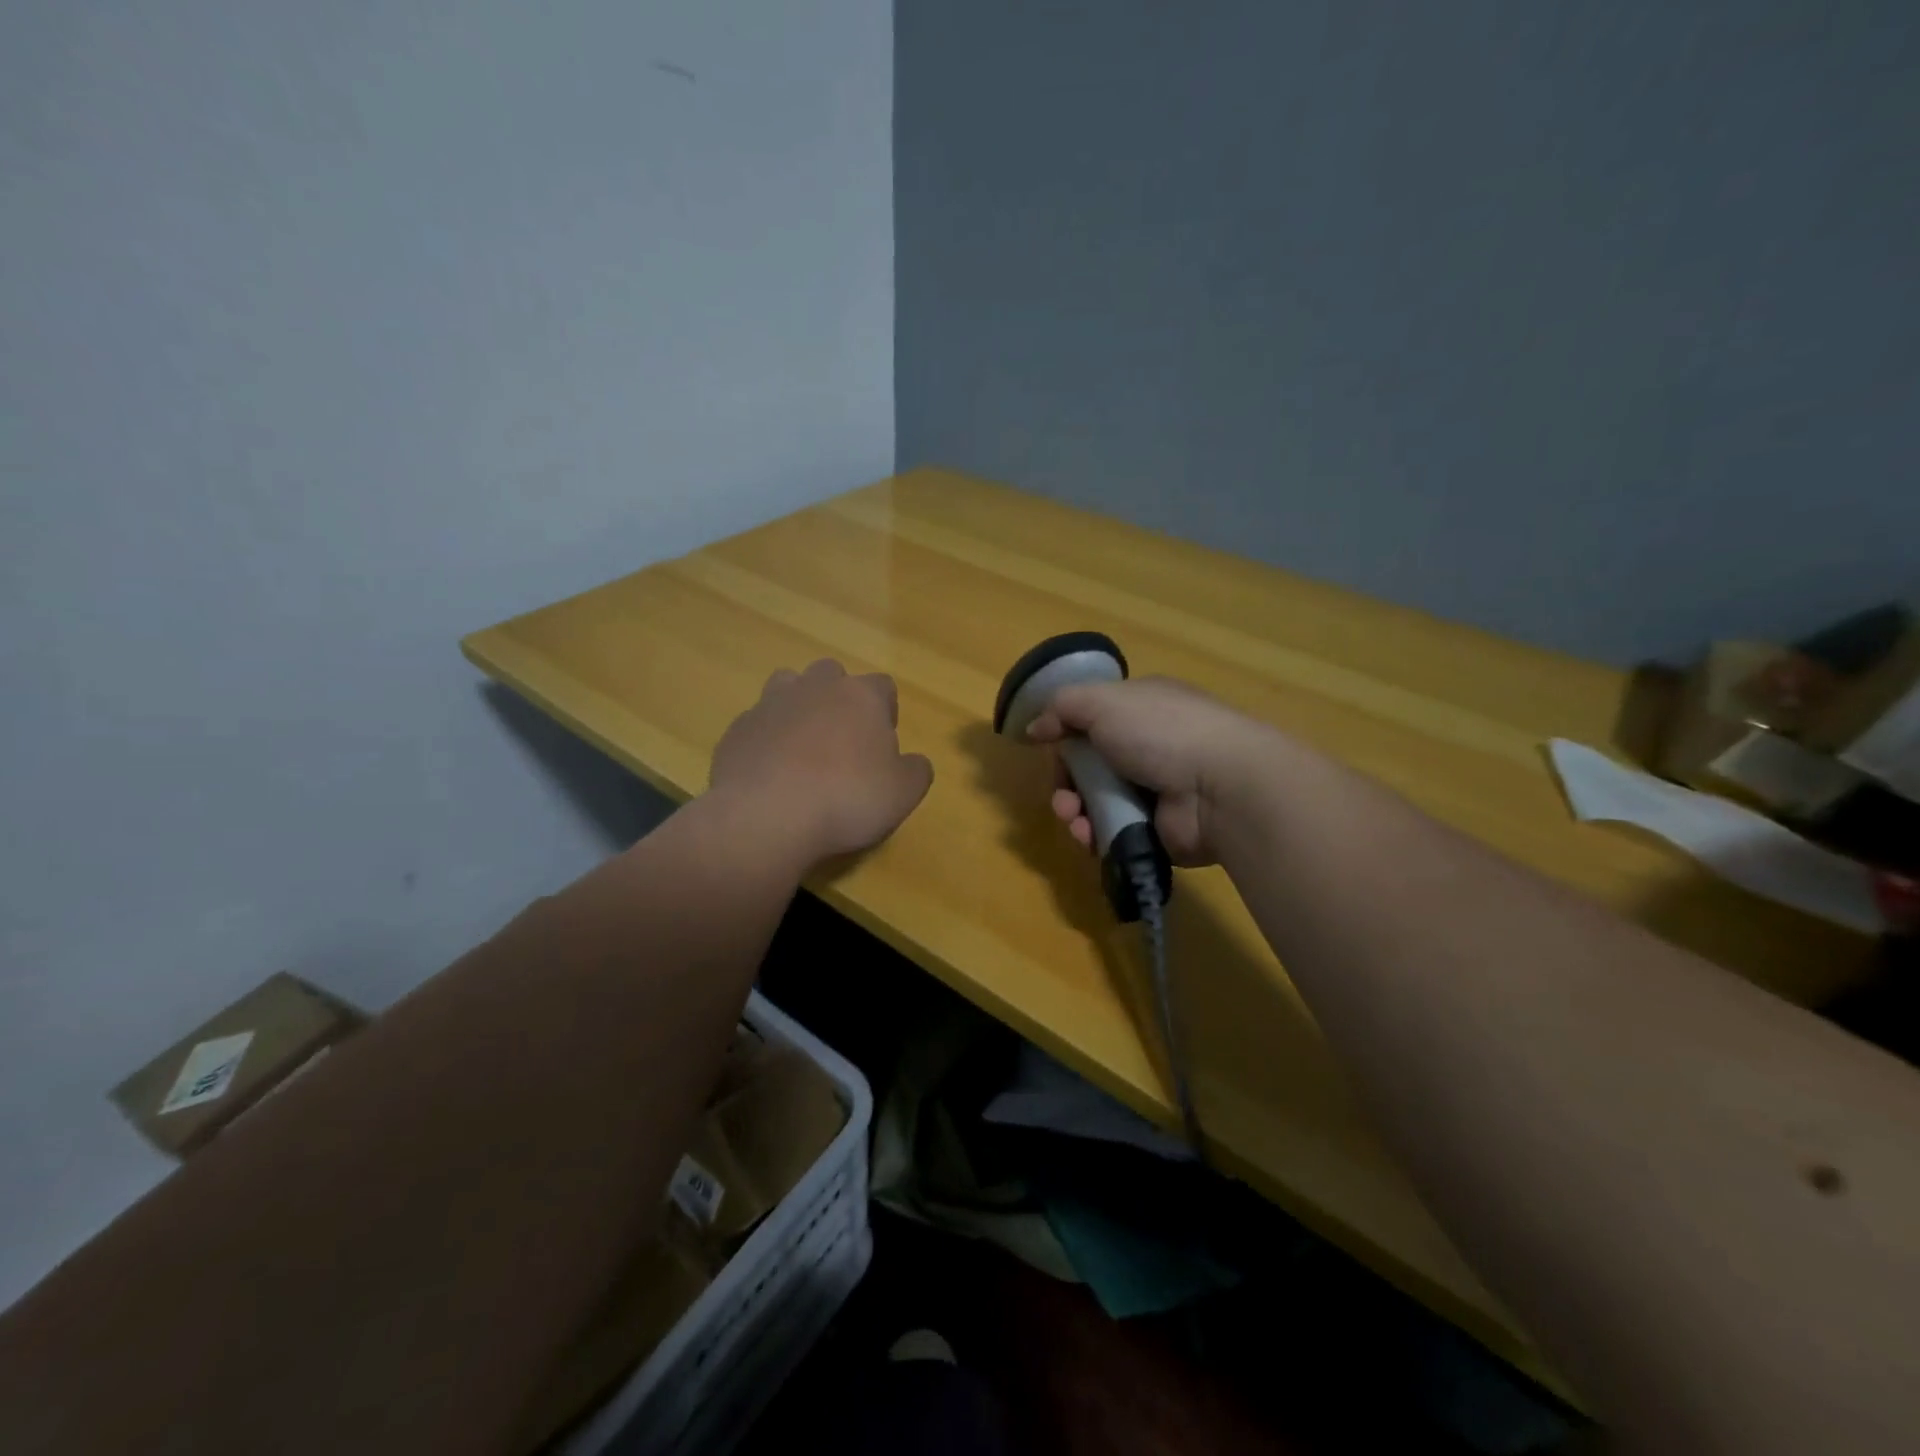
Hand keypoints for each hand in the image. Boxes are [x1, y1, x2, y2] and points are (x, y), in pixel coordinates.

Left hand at [710, 660, 933, 861]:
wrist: (766, 816)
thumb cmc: (847, 798)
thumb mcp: (903, 793)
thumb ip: (916, 770)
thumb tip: (913, 761)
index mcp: (861, 696)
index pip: (883, 686)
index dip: (886, 713)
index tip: (882, 746)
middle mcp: (815, 688)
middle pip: (832, 675)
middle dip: (839, 700)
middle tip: (843, 743)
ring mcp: (771, 704)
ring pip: (789, 686)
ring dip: (799, 708)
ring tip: (803, 748)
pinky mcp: (738, 729)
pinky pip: (759, 724)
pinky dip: (767, 740)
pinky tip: (771, 773)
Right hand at [1026, 676, 1269, 866]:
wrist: (1220, 788)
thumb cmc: (1161, 732)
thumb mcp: (1103, 702)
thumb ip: (1062, 708)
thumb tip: (1034, 727)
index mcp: (1141, 708)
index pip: (1092, 718)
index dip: (1065, 732)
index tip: (1046, 746)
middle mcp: (1149, 746)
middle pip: (1089, 764)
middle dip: (1066, 780)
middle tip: (1062, 794)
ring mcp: (1154, 789)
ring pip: (1096, 801)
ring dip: (1075, 810)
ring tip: (1073, 818)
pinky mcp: (1157, 829)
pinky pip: (1113, 831)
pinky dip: (1095, 834)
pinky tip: (1089, 836)